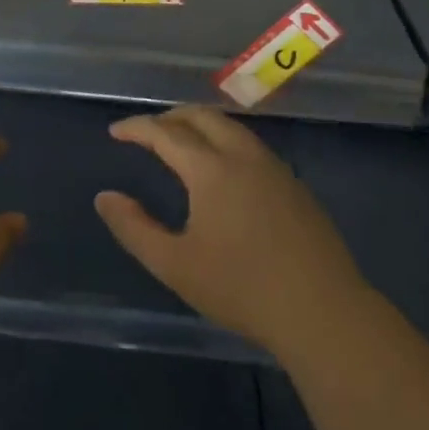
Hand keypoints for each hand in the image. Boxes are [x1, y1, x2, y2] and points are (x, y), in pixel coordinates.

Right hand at [96, 106, 367, 361]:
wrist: (323, 312)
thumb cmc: (241, 288)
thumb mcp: (174, 265)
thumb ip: (134, 228)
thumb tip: (105, 197)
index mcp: (212, 170)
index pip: (166, 133)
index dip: (137, 128)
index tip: (116, 131)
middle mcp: (244, 157)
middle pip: (202, 116)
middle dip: (170, 117)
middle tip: (147, 132)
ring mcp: (275, 169)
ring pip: (231, 128)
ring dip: (200, 126)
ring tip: (180, 144)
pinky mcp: (295, 186)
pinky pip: (250, 146)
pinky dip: (224, 142)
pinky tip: (222, 172)